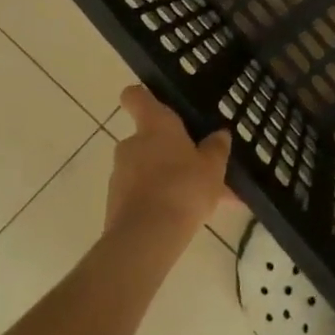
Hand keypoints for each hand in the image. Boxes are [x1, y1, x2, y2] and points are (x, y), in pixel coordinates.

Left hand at [105, 85, 233, 257]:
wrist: (146, 238)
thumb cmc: (183, 188)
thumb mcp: (213, 167)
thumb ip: (216, 148)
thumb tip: (219, 135)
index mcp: (154, 125)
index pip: (137, 96)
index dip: (143, 96)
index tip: (155, 102)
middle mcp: (132, 144)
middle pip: (149, 138)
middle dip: (171, 151)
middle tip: (200, 167)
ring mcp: (120, 175)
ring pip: (149, 170)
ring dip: (169, 179)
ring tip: (203, 201)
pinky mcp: (116, 204)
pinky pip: (144, 195)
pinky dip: (161, 201)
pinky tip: (188, 219)